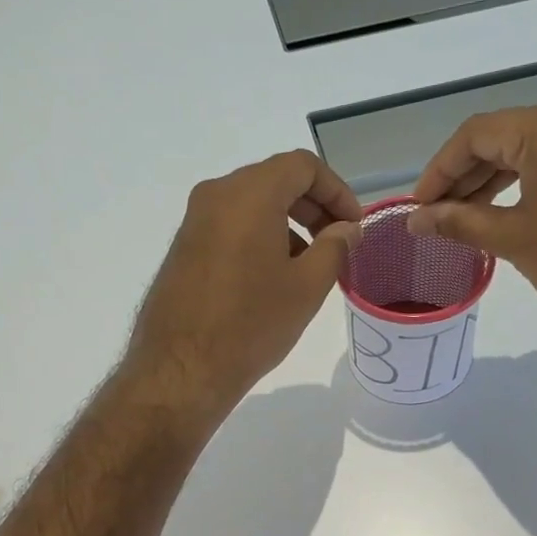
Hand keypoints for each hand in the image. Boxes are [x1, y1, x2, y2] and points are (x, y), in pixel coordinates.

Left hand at [125, 150, 360, 420]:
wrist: (182, 369)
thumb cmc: (251, 324)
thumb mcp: (307, 287)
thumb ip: (335, 247)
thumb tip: (346, 229)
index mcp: (249, 194)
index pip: (303, 166)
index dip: (337, 191)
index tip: (353, 225)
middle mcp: (216, 195)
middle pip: (275, 180)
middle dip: (313, 206)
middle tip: (337, 242)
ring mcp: (195, 220)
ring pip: (252, 204)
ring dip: (288, 223)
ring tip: (309, 266)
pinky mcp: (184, 247)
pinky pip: (231, 226)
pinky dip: (260, 236)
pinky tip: (273, 278)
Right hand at [408, 103, 536, 357]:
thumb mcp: (512, 239)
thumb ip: (458, 222)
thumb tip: (414, 220)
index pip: (477, 134)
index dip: (440, 170)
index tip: (417, 206)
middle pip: (503, 138)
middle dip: (463, 177)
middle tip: (433, 215)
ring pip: (529, 152)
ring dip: (490, 183)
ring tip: (458, 220)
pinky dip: (521, 187)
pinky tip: (497, 215)